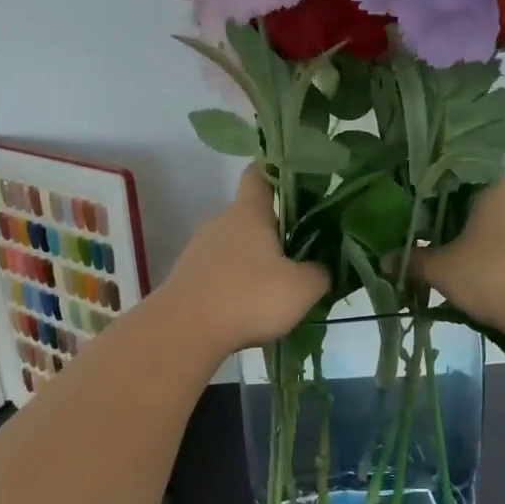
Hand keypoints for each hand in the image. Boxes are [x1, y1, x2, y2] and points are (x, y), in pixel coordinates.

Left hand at [163, 166, 329, 356]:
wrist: (184, 331)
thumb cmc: (248, 297)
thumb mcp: (302, 288)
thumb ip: (319, 273)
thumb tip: (320, 268)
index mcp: (249, 213)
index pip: (259, 174)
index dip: (277, 171)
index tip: (297, 180)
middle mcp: (221, 223)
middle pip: (251, 217)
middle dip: (276, 232)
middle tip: (303, 254)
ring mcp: (199, 250)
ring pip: (236, 248)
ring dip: (256, 263)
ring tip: (279, 290)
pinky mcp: (188, 278)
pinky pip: (221, 274)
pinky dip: (237, 285)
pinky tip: (251, 309)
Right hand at [409, 179, 504, 337]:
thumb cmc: (490, 276)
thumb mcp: (441, 270)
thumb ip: (413, 261)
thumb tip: (386, 260)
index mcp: (495, 190)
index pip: (460, 180)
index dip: (437, 197)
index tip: (421, 218)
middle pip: (483, 206)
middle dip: (460, 226)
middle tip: (436, 247)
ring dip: (487, 246)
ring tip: (465, 271)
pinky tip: (496, 285)